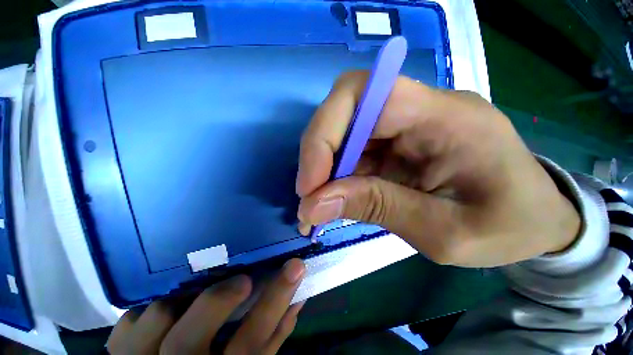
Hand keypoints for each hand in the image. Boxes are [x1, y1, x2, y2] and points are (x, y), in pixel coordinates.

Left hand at [107, 259, 305, 353]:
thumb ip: (274, 337)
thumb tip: (297, 298)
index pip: (254, 342)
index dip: (276, 300)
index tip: (295, 265)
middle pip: (190, 341)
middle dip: (218, 299)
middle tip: (241, 280)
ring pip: (156, 320)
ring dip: (181, 302)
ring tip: (196, 300)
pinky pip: (129, 321)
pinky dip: (147, 312)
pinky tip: (162, 317)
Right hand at [296, 72, 580, 266]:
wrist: (535, 221)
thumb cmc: (509, 227)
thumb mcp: (446, 233)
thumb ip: (378, 209)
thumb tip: (314, 205)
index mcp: (446, 116)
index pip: (363, 94)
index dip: (324, 135)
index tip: (310, 184)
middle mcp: (419, 108)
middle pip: (344, 110)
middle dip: (318, 155)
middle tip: (309, 199)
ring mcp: (405, 125)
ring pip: (343, 134)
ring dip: (323, 171)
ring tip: (317, 207)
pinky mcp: (396, 143)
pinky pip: (352, 152)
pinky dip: (335, 177)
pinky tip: (334, 200)